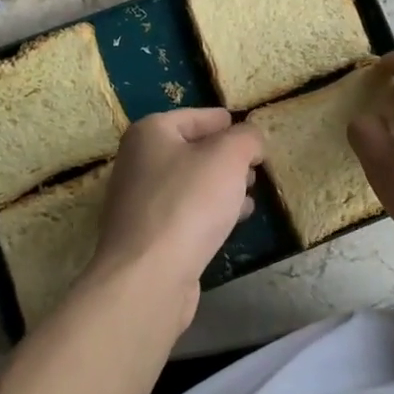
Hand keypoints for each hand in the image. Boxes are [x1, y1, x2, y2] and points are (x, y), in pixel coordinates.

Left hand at [87, 109, 263, 324]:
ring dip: (221, 185)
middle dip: (225, 156)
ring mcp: (139, 201)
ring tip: (251, 191)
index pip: (195, 117)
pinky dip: (210, 211)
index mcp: (150, 133)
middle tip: (255, 165)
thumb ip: (246, 138)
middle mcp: (138, 162)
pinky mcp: (148, 236)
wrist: (148, 277)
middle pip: (191, 149)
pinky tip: (234, 220)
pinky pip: (185, 212)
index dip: (225, 122)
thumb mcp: (228, 157)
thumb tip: (251, 138)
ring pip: (190, 183)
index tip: (249, 131)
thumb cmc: (188, 203)